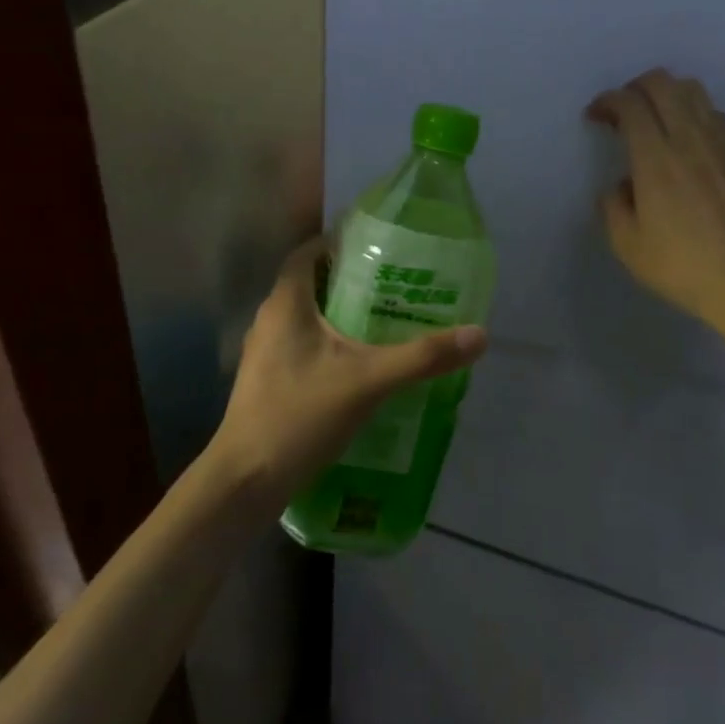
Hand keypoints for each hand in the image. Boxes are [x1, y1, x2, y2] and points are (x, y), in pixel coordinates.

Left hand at [209, 237, 487, 510]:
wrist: (246, 480)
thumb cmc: (300, 415)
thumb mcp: (368, 381)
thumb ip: (422, 357)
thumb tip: (479, 335)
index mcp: (285, 304)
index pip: (308, 253)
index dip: (338, 243)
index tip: (376, 246)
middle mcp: (269, 320)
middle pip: (310, 285)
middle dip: (349, 281)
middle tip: (394, 284)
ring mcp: (264, 353)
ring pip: (306, 319)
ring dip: (339, 315)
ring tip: (384, 321)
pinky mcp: (268, 382)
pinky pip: (302, 347)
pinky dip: (329, 345)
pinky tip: (359, 366)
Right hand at [587, 68, 724, 346]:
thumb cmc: (684, 267)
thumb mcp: (628, 245)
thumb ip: (614, 205)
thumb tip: (622, 185)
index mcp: (656, 159)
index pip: (629, 104)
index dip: (607, 101)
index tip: (596, 116)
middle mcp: (692, 139)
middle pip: (664, 84)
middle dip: (636, 87)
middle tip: (625, 110)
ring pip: (697, 94)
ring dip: (670, 97)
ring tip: (659, 122)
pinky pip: (720, 119)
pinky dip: (698, 118)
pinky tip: (694, 147)